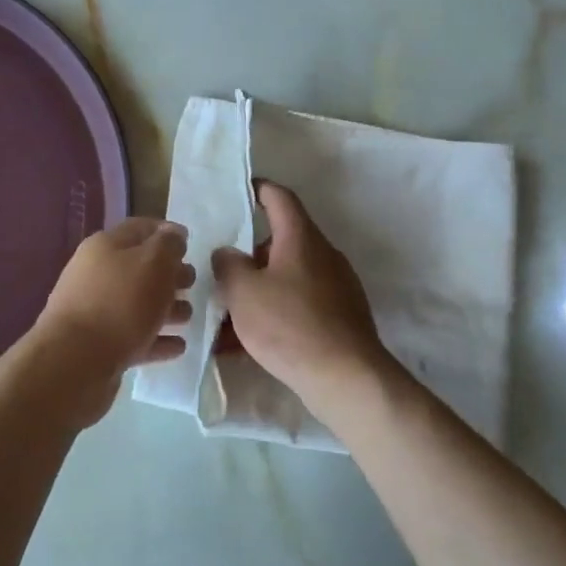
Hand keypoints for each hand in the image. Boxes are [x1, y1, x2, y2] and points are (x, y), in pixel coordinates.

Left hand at [35, 219, 193, 402]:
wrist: (75, 363)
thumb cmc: (120, 303)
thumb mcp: (154, 263)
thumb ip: (169, 245)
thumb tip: (174, 234)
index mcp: (106, 246)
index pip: (141, 228)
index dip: (167, 232)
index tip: (191, 244)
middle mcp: (97, 274)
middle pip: (140, 268)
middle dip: (169, 274)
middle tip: (193, 284)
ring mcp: (95, 312)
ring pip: (137, 304)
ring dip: (166, 308)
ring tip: (189, 317)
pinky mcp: (99, 346)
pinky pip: (134, 337)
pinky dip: (156, 339)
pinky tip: (178, 346)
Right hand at [212, 183, 393, 411]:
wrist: (346, 377)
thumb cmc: (289, 325)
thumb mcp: (243, 292)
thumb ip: (228, 265)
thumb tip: (228, 253)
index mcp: (300, 238)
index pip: (280, 198)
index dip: (258, 189)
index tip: (239, 191)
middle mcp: (322, 254)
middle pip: (281, 241)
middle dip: (249, 255)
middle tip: (220, 271)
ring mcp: (335, 286)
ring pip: (287, 277)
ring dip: (258, 290)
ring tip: (225, 316)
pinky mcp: (340, 316)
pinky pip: (298, 305)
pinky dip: (273, 315)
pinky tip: (246, 345)